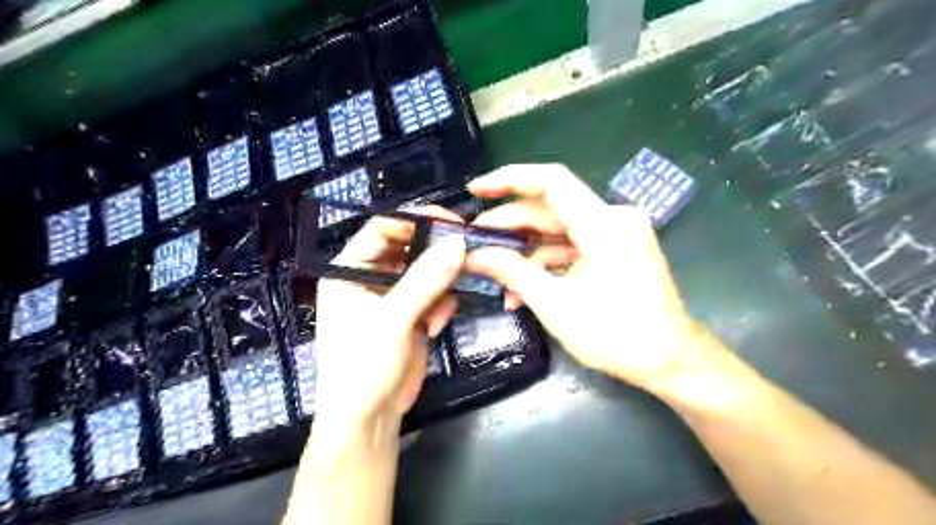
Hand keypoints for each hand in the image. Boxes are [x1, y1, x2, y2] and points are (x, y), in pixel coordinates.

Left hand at [315, 206, 465, 432]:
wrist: (368, 420)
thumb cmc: (363, 368)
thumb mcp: (392, 320)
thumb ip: (425, 280)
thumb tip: (457, 243)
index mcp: (348, 270)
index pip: (382, 228)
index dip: (416, 220)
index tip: (453, 222)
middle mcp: (369, 278)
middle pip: (408, 247)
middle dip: (435, 252)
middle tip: (466, 251)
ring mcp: (392, 296)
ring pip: (425, 271)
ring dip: (441, 282)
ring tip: (447, 300)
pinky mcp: (410, 314)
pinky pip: (433, 294)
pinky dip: (441, 304)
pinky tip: (437, 324)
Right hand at [465, 165, 713, 393]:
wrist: (669, 361)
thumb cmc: (616, 336)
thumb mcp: (555, 304)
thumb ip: (512, 272)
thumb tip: (473, 256)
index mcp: (605, 225)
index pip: (552, 182)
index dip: (509, 179)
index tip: (476, 189)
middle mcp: (613, 219)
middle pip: (550, 209)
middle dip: (509, 226)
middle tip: (474, 243)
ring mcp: (615, 234)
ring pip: (558, 230)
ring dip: (525, 251)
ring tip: (493, 274)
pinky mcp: (614, 250)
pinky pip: (572, 247)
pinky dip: (546, 263)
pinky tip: (521, 289)